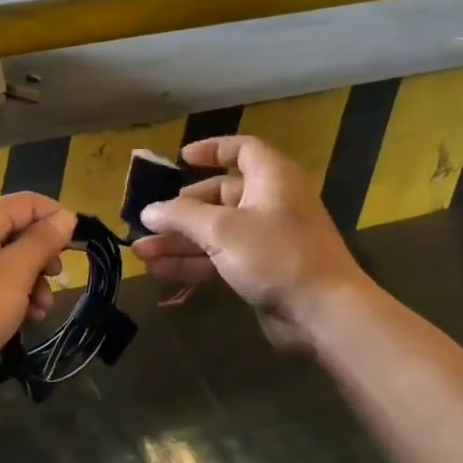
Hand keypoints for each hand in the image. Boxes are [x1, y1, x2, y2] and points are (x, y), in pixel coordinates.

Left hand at [0, 193, 74, 415]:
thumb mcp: (13, 273)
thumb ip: (42, 242)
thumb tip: (65, 216)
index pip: (27, 202)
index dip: (57, 218)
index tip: (80, 247)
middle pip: (17, 233)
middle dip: (44, 255)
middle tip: (57, 281)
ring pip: (9, 265)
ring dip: (32, 283)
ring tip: (42, 310)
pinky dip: (14, 301)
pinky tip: (24, 322)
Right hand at [132, 136, 368, 352]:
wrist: (322, 312)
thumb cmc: (275, 255)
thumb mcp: (222, 230)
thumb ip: (181, 216)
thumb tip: (148, 210)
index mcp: (271, 178)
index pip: (241, 150)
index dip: (212, 150)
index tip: (181, 158)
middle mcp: (269, 202)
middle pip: (218, 196)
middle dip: (180, 210)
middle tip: (147, 221)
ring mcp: (266, 239)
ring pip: (215, 232)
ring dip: (179, 241)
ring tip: (140, 252)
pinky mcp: (261, 270)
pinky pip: (220, 258)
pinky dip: (193, 262)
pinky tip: (160, 271)